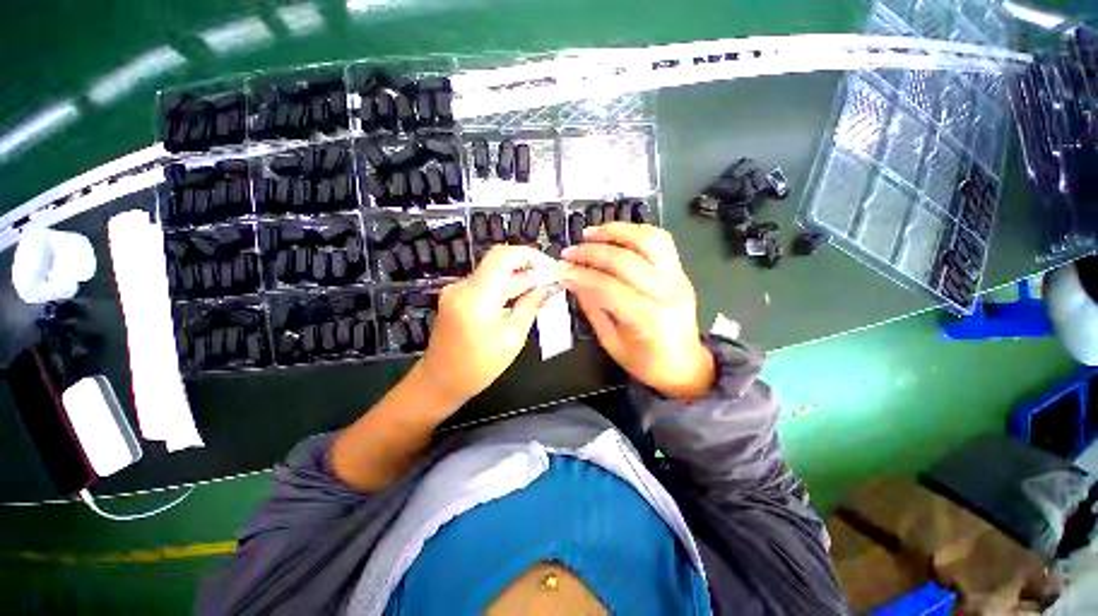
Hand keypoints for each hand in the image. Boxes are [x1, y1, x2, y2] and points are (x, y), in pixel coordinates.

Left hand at [417, 245, 555, 407]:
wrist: (441, 381)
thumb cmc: (479, 366)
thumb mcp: (513, 336)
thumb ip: (531, 305)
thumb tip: (549, 286)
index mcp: (476, 297)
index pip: (503, 257)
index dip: (530, 255)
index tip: (549, 267)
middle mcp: (462, 286)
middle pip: (500, 265)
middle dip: (529, 271)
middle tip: (551, 284)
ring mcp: (457, 290)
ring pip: (495, 275)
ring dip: (519, 281)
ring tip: (540, 294)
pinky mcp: (457, 296)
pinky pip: (486, 285)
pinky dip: (505, 289)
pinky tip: (520, 301)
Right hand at [560, 223, 714, 399]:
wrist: (684, 364)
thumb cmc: (646, 362)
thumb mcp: (611, 341)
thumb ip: (591, 307)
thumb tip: (572, 279)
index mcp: (648, 319)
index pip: (608, 287)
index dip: (581, 275)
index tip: (560, 270)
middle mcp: (667, 293)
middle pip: (626, 260)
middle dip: (592, 252)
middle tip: (570, 253)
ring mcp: (678, 278)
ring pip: (648, 240)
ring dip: (616, 231)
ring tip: (590, 234)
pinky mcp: (680, 271)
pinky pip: (660, 241)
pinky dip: (635, 232)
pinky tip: (615, 235)